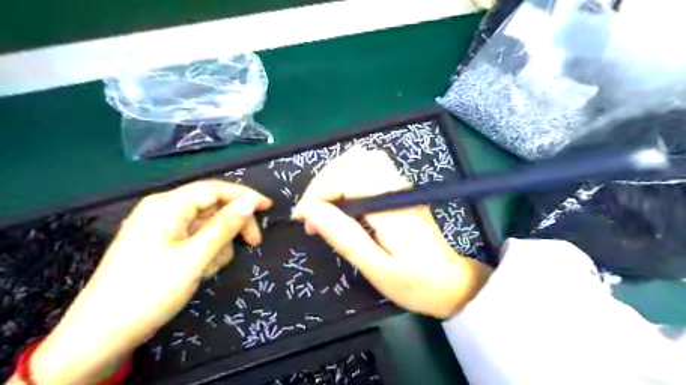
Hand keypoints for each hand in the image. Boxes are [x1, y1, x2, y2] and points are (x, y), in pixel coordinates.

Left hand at [25, 181, 273, 384]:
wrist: (101, 334)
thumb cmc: (150, 290)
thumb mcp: (195, 257)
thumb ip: (225, 226)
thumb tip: (251, 202)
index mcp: (168, 205)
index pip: (215, 189)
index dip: (245, 195)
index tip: (269, 207)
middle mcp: (164, 210)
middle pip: (213, 207)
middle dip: (233, 225)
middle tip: (254, 243)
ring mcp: (161, 228)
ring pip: (206, 226)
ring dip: (218, 244)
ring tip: (210, 269)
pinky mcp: (161, 245)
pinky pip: (194, 240)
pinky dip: (205, 252)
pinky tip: (201, 271)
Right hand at [292, 147, 489, 318]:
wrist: (452, 283)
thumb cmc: (415, 283)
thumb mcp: (376, 268)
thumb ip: (344, 237)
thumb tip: (311, 211)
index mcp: (391, 206)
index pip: (346, 177)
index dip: (317, 193)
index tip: (302, 219)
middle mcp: (396, 186)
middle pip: (351, 161)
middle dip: (323, 183)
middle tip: (311, 216)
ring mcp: (401, 184)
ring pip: (360, 160)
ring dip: (335, 178)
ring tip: (324, 208)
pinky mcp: (400, 189)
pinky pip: (369, 169)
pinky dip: (347, 179)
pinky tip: (343, 203)